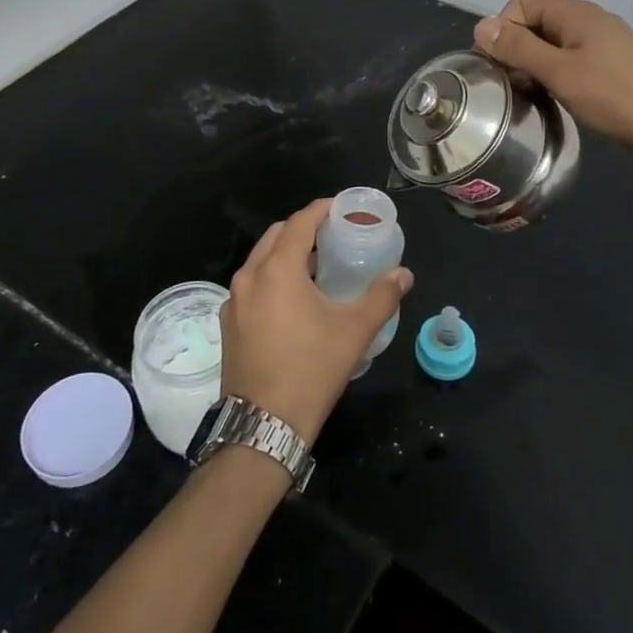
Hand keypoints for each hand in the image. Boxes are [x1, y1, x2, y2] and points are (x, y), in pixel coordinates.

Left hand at [221, 199, 411, 443]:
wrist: (263, 424)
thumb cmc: (311, 370)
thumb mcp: (354, 332)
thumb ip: (381, 297)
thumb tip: (404, 274)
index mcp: (277, 270)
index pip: (299, 223)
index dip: (322, 210)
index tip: (343, 209)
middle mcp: (249, 277)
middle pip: (276, 236)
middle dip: (303, 229)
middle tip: (332, 236)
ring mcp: (233, 301)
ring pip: (260, 261)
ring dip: (286, 254)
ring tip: (316, 266)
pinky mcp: (229, 323)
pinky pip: (251, 285)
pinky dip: (272, 278)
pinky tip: (293, 300)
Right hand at [474, 0, 632, 164]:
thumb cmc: (617, 97)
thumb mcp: (561, 72)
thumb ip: (519, 49)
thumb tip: (481, 26)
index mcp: (576, 14)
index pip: (522, 1)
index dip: (502, 26)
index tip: (494, 64)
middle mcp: (587, 23)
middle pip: (535, 22)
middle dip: (514, 48)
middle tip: (506, 85)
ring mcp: (600, 48)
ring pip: (551, 46)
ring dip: (532, 65)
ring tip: (524, 96)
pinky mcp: (609, 72)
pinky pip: (568, 64)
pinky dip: (552, 77)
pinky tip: (550, 101)